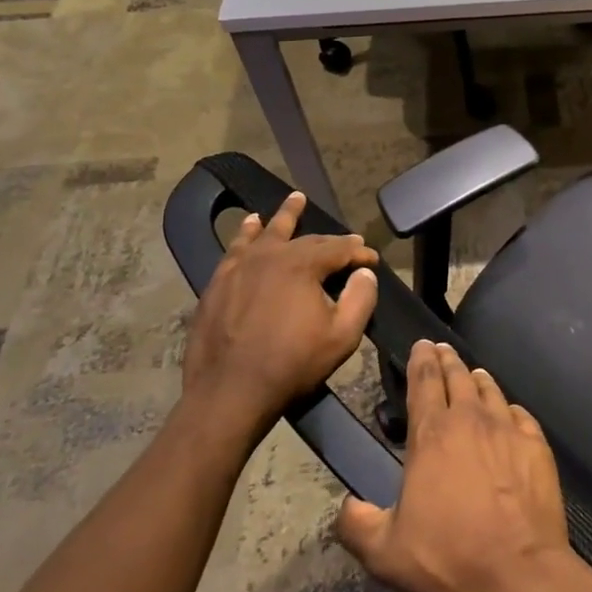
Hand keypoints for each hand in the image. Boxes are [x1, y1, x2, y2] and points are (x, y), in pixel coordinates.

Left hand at [182, 191, 378, 439]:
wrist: (229, 392)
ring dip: (284, 216)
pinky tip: (249, 226)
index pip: (339, 249)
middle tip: (347, 241)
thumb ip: (360, 299)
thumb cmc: (291, 365)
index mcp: (302, 265)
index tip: (372, 260)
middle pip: (306, 239)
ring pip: (267, 233)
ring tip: (294, 199)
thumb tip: (364, 273)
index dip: (359, 253)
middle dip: (331, 240)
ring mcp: (240, 267)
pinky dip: (246, 234)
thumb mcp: (342, 337)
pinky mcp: (219, 283)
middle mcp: (271, 256)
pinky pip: (236, 249)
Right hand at [336, 340, 580, 591]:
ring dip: (478, 379)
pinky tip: (509, 413)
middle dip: (447, 360)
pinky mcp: (537, 445)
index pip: (424, 382)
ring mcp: (508, 429)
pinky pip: (521, 415)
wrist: (518, 572)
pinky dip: (509, 408)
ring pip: (490, 390)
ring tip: (473, 374)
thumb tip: (345, 506)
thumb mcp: (385, 553)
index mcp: (432, 435)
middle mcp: (471, 420)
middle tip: (442, 350)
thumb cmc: (448, 558)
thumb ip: (357, 525)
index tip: (421, 345)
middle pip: (458, 377)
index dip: (421, 360)